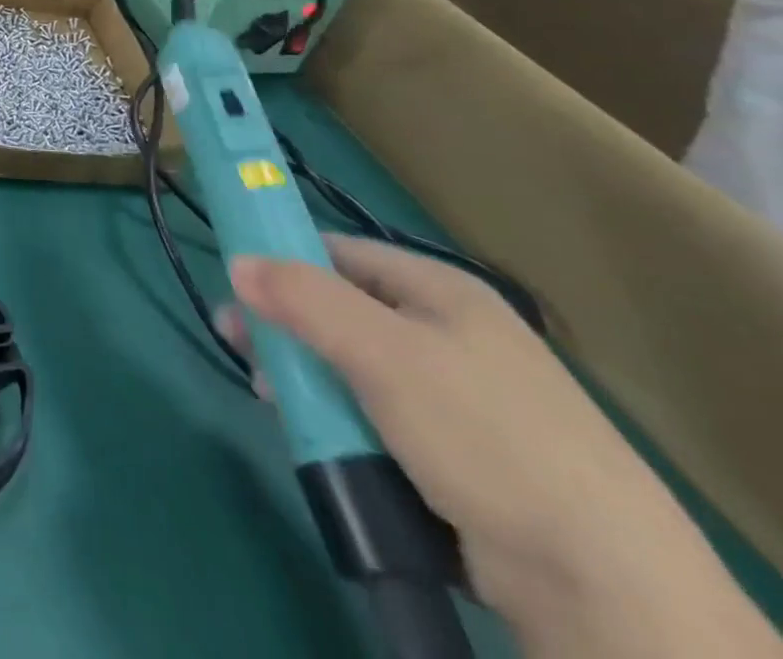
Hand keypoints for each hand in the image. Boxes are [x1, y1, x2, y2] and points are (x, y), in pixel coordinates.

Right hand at [222, 237, 781, 658]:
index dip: (283, 258)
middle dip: (285, 327)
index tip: (237, 283)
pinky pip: (372, 416)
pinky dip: (337, 420)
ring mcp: (452, 395)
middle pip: (338, 311)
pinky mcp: (452, 452)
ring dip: (305, 378)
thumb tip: (235, 261)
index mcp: (439, 291)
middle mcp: (446, 333)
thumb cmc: (482, 434)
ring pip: (349, 367)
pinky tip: (315, 435)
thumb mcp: (382, 353)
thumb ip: (303, 299)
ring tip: (271, 399)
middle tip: (237, 344)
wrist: (598, 581)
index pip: (339, 252)